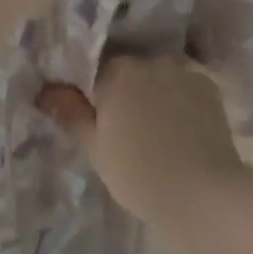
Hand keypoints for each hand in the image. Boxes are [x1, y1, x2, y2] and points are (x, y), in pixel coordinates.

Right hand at [38, 55, 246, 248]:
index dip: (92, 91)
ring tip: (154, 124)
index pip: (94, 69)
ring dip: (151, 90)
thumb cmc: (140, 175)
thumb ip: (70, 114)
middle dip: (123, 89)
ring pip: (156, 74)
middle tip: (123, 123)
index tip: (94, 113)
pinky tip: (179, 125)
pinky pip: (182, 84)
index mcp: (116, 71)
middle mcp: (149, 59)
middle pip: (128, 68)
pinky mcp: (207, 84)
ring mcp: (182, 69)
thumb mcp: (95, 150)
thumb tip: (45, 90)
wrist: (204, 194)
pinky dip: (177, 98)